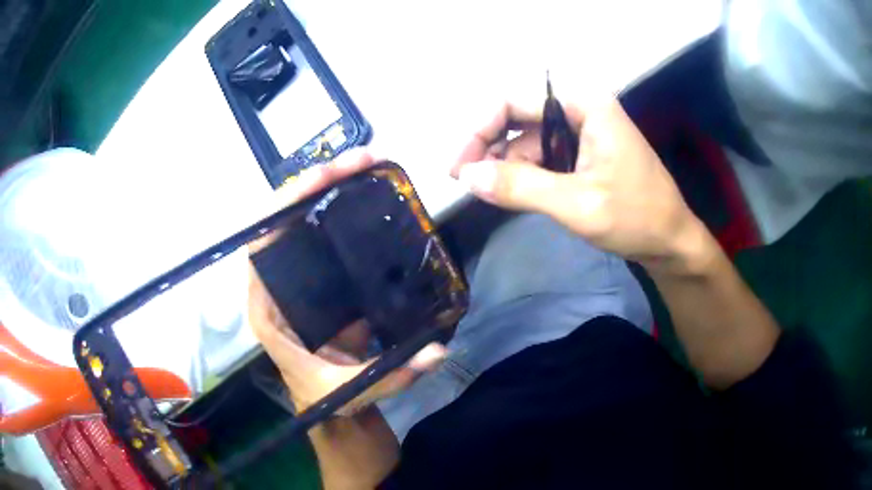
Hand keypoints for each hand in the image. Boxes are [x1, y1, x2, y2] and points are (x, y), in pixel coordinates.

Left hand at [249, 150, 445, 414]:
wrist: (335, 412)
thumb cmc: (328, 403)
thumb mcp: (351, 392)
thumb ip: (391, 375)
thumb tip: (437, 351)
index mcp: (268, 312)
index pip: (260, 251)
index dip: (278, 212)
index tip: (314, 183)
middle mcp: (279, 289)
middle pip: (283, 225)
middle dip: (313, 187)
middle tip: (354, 162)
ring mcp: (302, 283)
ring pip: (304, 227)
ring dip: (330, 193)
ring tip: (363, 167)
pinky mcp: (325, 285)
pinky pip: (328, 243)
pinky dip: (345, 217)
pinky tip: (370, 198)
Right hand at [451, 96, 705, 272]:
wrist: (673, 243)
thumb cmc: (637, 218)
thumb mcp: (578, 204)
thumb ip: (521, 187)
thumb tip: (467, 176)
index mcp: (585, 105)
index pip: (515, 101)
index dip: (481, 129)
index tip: (460, 167)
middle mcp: (581, 110)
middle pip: (519, 118)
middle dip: (491, 148)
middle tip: (466, 182)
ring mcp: (584, 133)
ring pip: (529, 140)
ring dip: (507, 165)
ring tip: (488, 194)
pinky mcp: (585, 155)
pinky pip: (544, 157)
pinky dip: (525, 174)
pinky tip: (513, 193)